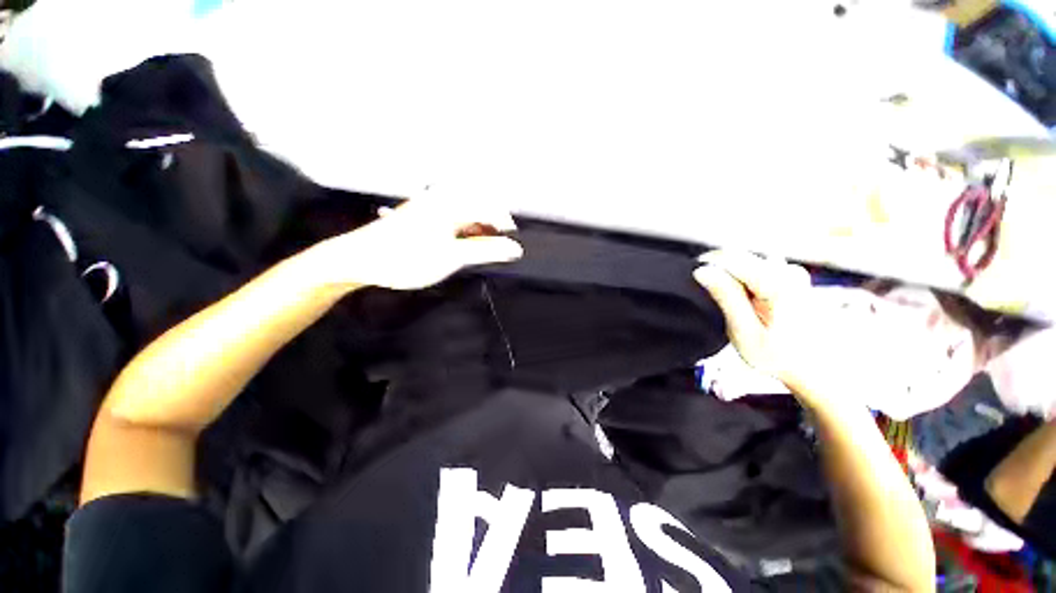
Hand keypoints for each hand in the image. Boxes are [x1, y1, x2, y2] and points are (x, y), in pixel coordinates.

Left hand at [311, 198, 523, 290]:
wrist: (361, 260)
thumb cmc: (407, 257)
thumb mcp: (452, 257)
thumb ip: (487, 251)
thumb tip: (515, 249)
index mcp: (452, 202)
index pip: (491, 209)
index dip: (505, 229)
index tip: (511, 248)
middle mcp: (443, 197)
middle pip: (480, 210)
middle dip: (491, 231)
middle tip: (493, 252)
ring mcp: (432, 204)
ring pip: (467, 215)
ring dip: (477, 233)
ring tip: (475, 252)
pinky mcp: (424, 214)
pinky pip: (453, 219)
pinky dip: (462, 233)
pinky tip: (458, 247)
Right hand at [693, 251, 877, 408]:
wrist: (816, 365)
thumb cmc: (779, 355)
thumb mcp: (745, 333)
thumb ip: (726, 298)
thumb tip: (701, 271)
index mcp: (777, 284)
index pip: (730, 259)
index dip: (705, 265)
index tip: (691, 280)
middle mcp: (786, 270)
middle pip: (737, 256)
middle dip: (716, 270)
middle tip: (709, 298)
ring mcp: (790, 270)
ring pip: (743, 260)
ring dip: (728, 276)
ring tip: (729, 304)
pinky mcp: (790, 273)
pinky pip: (754, 265)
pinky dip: (741, 278)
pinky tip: (744, 300)